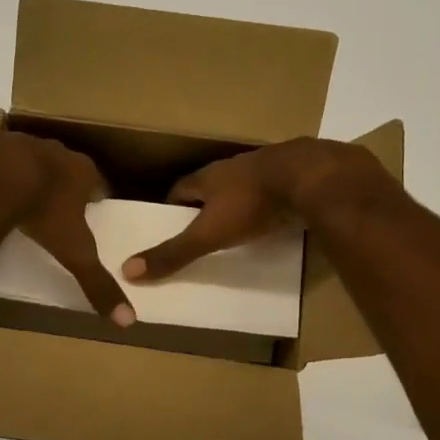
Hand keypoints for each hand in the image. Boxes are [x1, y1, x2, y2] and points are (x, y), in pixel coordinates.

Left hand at [0, 133, 135, 326]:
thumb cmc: (43, 212)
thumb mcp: (74, 252)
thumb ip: (97, 283)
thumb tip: (128, 321)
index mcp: (81, 172)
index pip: (97, 182)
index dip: (95, 195)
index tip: (91, 207)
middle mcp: (55, 151)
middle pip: (64, 167)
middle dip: (62, 182)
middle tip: (55, 204)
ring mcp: (20, 143)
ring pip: (29, 158)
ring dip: (27, 174)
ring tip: (19, 196)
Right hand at [122, 137, 392, 281]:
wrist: (311, 178)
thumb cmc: (252, 204)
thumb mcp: (208, 234)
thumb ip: (173, 253)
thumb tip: (127, 271)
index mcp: (208, 176)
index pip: (179, 189)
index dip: (171, 207)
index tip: (167, 225)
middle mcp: (233, 168)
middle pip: (211, 187)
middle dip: (204, 206)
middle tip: (200, 231)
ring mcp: (266, 169)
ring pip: (243, 187)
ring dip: (236, 204)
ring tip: (234, 229)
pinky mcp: (294, 177)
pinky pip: (273, 192)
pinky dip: (267, 206)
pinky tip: (272, 220)